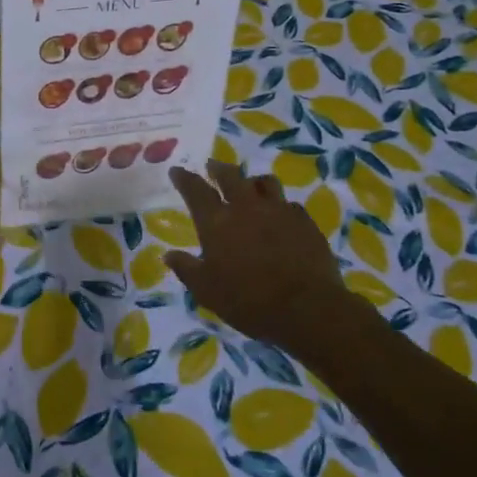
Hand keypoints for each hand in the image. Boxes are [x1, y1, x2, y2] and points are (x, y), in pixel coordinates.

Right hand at [163, 162, 360, 349]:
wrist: (307, 308)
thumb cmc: (249, 300)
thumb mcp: (207, 291)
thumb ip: (186, 269)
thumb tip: (169, 254)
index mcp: (216, 222)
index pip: (195, 190)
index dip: (184, 178)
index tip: (177, 170)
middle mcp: (245, 207)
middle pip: (230, 176)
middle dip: (218, 169)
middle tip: (213, 167)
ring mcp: (278, 210)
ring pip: (264, 182)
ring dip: (252, 181)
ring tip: (250, 186)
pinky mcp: (304, 221)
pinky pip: (289, 203)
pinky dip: (280, 205)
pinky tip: (281, 216)